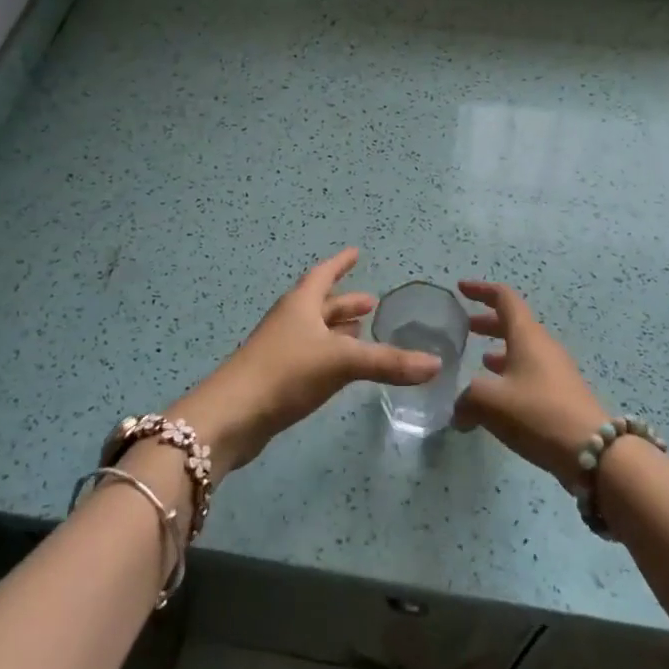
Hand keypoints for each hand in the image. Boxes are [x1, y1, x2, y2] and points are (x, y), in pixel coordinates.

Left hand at [173, 248, 441, 472]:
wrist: (232, 416)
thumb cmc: (285, 372)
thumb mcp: (341, 362)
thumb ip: (388, 362)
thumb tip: (436, 364)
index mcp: (301, 304)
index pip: (324, 274)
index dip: (341, 263)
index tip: (356, 252)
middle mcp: (290, 320)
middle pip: (321, 304)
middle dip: (346, 301)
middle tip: (371, 301)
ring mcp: (281, 349)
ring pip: (315, 331)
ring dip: (338, 329)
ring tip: (363, 330)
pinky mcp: (277, 377)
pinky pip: (311, 356)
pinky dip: (330, 354)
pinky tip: (342, 368)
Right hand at [451, 280, 609, 490]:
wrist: (594, 451)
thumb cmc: (537, 413)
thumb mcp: (490, 402)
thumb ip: (466, 399)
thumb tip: (458, 410)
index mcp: (527, 335)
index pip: (504, 298)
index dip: (481, 290)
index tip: (461, 288)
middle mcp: (543, 346)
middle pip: (514, 323)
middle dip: (488, 322)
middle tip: (465, 328)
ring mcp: (556, 371)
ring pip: (523, 350)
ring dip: (500, 350)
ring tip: (479, 361)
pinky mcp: (561, 395)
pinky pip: (530, 373)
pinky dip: (511, 375)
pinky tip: (498, 398)